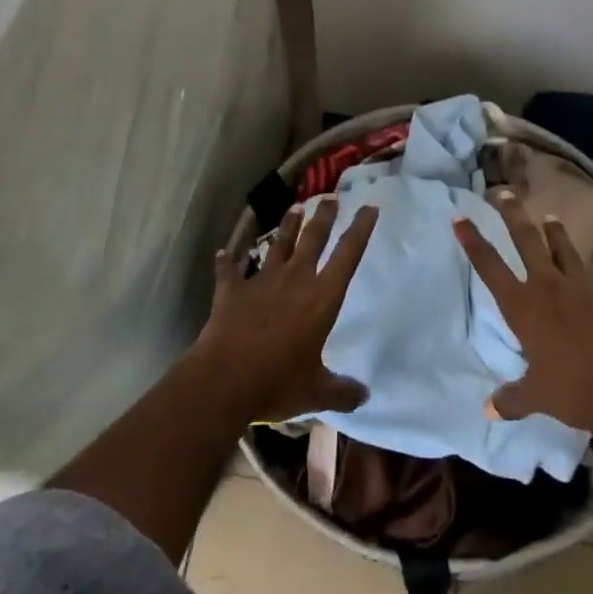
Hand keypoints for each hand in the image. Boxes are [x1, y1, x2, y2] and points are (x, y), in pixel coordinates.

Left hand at [194, 201, 378, 423]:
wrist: (225, 378)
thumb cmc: (278, 382)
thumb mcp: (316, 392)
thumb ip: (342, 391)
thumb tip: (365, 395)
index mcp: (321, 298)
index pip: (348, 256)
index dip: (360, 230)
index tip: (369, 207)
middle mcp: (295, 279)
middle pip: (313, 238)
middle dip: (324, 217)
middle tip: (331, 198)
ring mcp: (261, 280)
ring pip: (278, 244)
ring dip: (287, 226)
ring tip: (295, 208)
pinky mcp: (232, 289)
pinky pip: (230, 270)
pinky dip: (227, 262)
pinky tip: (223, 253)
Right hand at [455, 189, 592, 439]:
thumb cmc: (571, 392)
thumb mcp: (535, 397)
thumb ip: (512, 399)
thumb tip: (488, 409)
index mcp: (523, 306)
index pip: (490, 266)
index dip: (473, 241)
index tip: (460, 218)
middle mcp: (549, 288)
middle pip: (527, 241)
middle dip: (514, 216)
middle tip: (504, 193)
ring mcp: (582, 290)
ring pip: (565, 252)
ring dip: (557, 235)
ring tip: (552, 218)